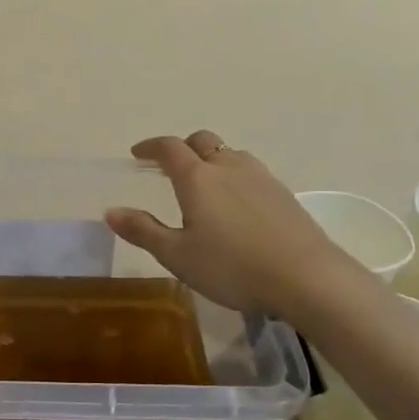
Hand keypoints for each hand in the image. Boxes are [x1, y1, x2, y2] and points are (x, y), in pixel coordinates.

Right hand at [105, 131, 347, 314]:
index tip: (137, 154)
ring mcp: (261, 178)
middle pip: (202, 141)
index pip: (169, 148)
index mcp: (197, 178)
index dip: (150, 147)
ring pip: (230, 154)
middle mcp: (228, 167)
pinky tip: (235, 205)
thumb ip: (143, 231)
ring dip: (211, 160)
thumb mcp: (177, 255)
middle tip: (168, 167)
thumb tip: (111, 211)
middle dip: (182, 147)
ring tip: (203, 184)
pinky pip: (251, 173)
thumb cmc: (231, 266)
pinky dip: (234, 177)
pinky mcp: (283, 194)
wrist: (306, 278)